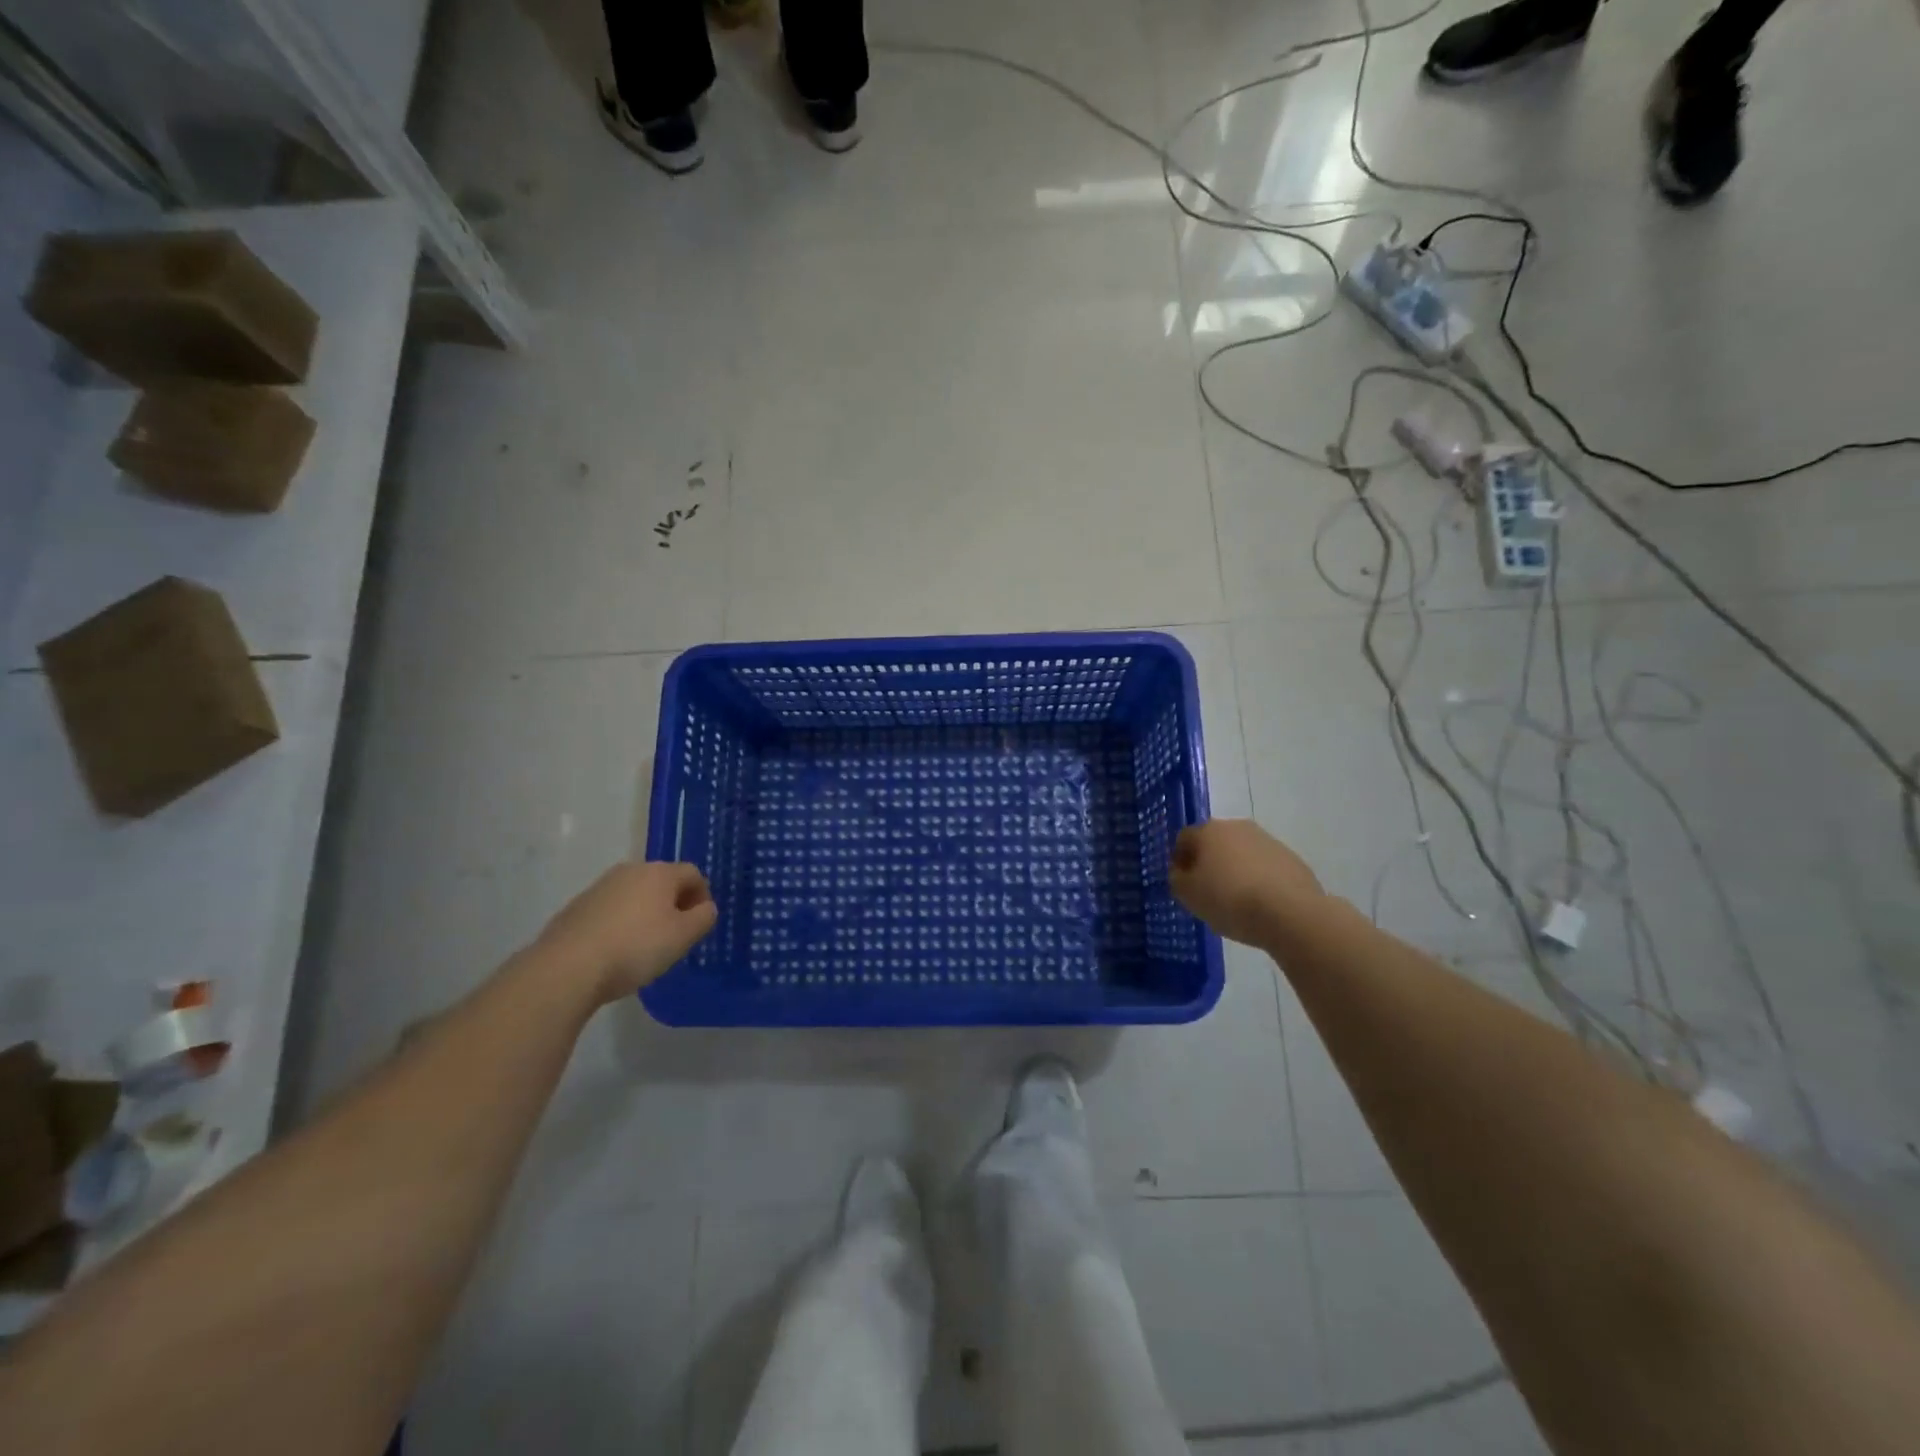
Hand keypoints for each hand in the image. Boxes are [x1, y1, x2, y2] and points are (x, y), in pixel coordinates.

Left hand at [537, 861, 717, 1004]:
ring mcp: (599, 887)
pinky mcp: (576, 907)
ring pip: (635, 895)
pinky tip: (615, 951)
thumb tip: (705, 908)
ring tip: (644, 946)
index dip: (703, 897)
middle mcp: (630, 870)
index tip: (699, 924)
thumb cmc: (635, 948)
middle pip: (663, 881)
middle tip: (675, 936)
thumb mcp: (683, 937)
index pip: (693, 874)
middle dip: (674, 904)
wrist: (566, 968)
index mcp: (659, 873)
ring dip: (646, 913)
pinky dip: (620, 923)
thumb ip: (703, 918)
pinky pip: (610, 910)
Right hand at [1170, 820, 1323, 947]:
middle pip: (1214, 842)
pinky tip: (1260, 904)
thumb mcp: (1188, 895)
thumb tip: (1181, 872)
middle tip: (1207, 892)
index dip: (1179, 861)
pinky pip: (1264, 867)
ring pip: (1241, 853)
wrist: (1290, 913)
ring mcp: (1268, 841)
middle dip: (1208, 863)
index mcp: (1208, 830)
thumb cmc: (1229, 900)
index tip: (1182, 884)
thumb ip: (1177, 880)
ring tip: (1236, 902)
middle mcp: (1237, 827)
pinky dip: (1258, 880)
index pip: (1183, 839)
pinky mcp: (1291, 858)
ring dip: (1234, 870)